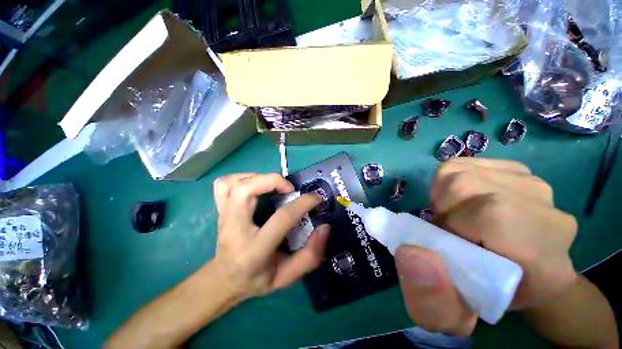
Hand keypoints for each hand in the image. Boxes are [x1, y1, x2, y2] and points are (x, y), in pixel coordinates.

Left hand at [212, 173, 329, 299]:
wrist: (224, 280)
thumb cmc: (256, 279)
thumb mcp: (287, 277)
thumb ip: (310, 255)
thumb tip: (325, 227)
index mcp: (254, 249)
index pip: (281, 218)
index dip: (302, 203)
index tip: (315, 198)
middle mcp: (234, 228)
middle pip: (246, 190)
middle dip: (273, 180)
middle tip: (289, 188)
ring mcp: (223, 216)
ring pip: (233, 183)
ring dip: (258, 177)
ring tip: (273, 185)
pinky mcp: (219, 209)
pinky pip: (224, 184)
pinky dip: (241, 178)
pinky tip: (255, 185)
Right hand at [396, 158, 577, 335]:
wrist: (540, 275)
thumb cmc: (498, 295)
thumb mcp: (462, 313)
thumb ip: (433, 298)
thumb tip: (410, 253)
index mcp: (541, 256)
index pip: (489, 215)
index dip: (451, 223)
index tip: (445, 241)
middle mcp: (546, 211)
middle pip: (465, 183)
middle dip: (442, 206)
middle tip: (447, 227)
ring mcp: (535, 184)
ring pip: (460, 170)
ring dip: (444, 193)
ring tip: (455, 213)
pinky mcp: (520, 170)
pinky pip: (467, 164)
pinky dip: (452, 179)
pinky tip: (464, 198)